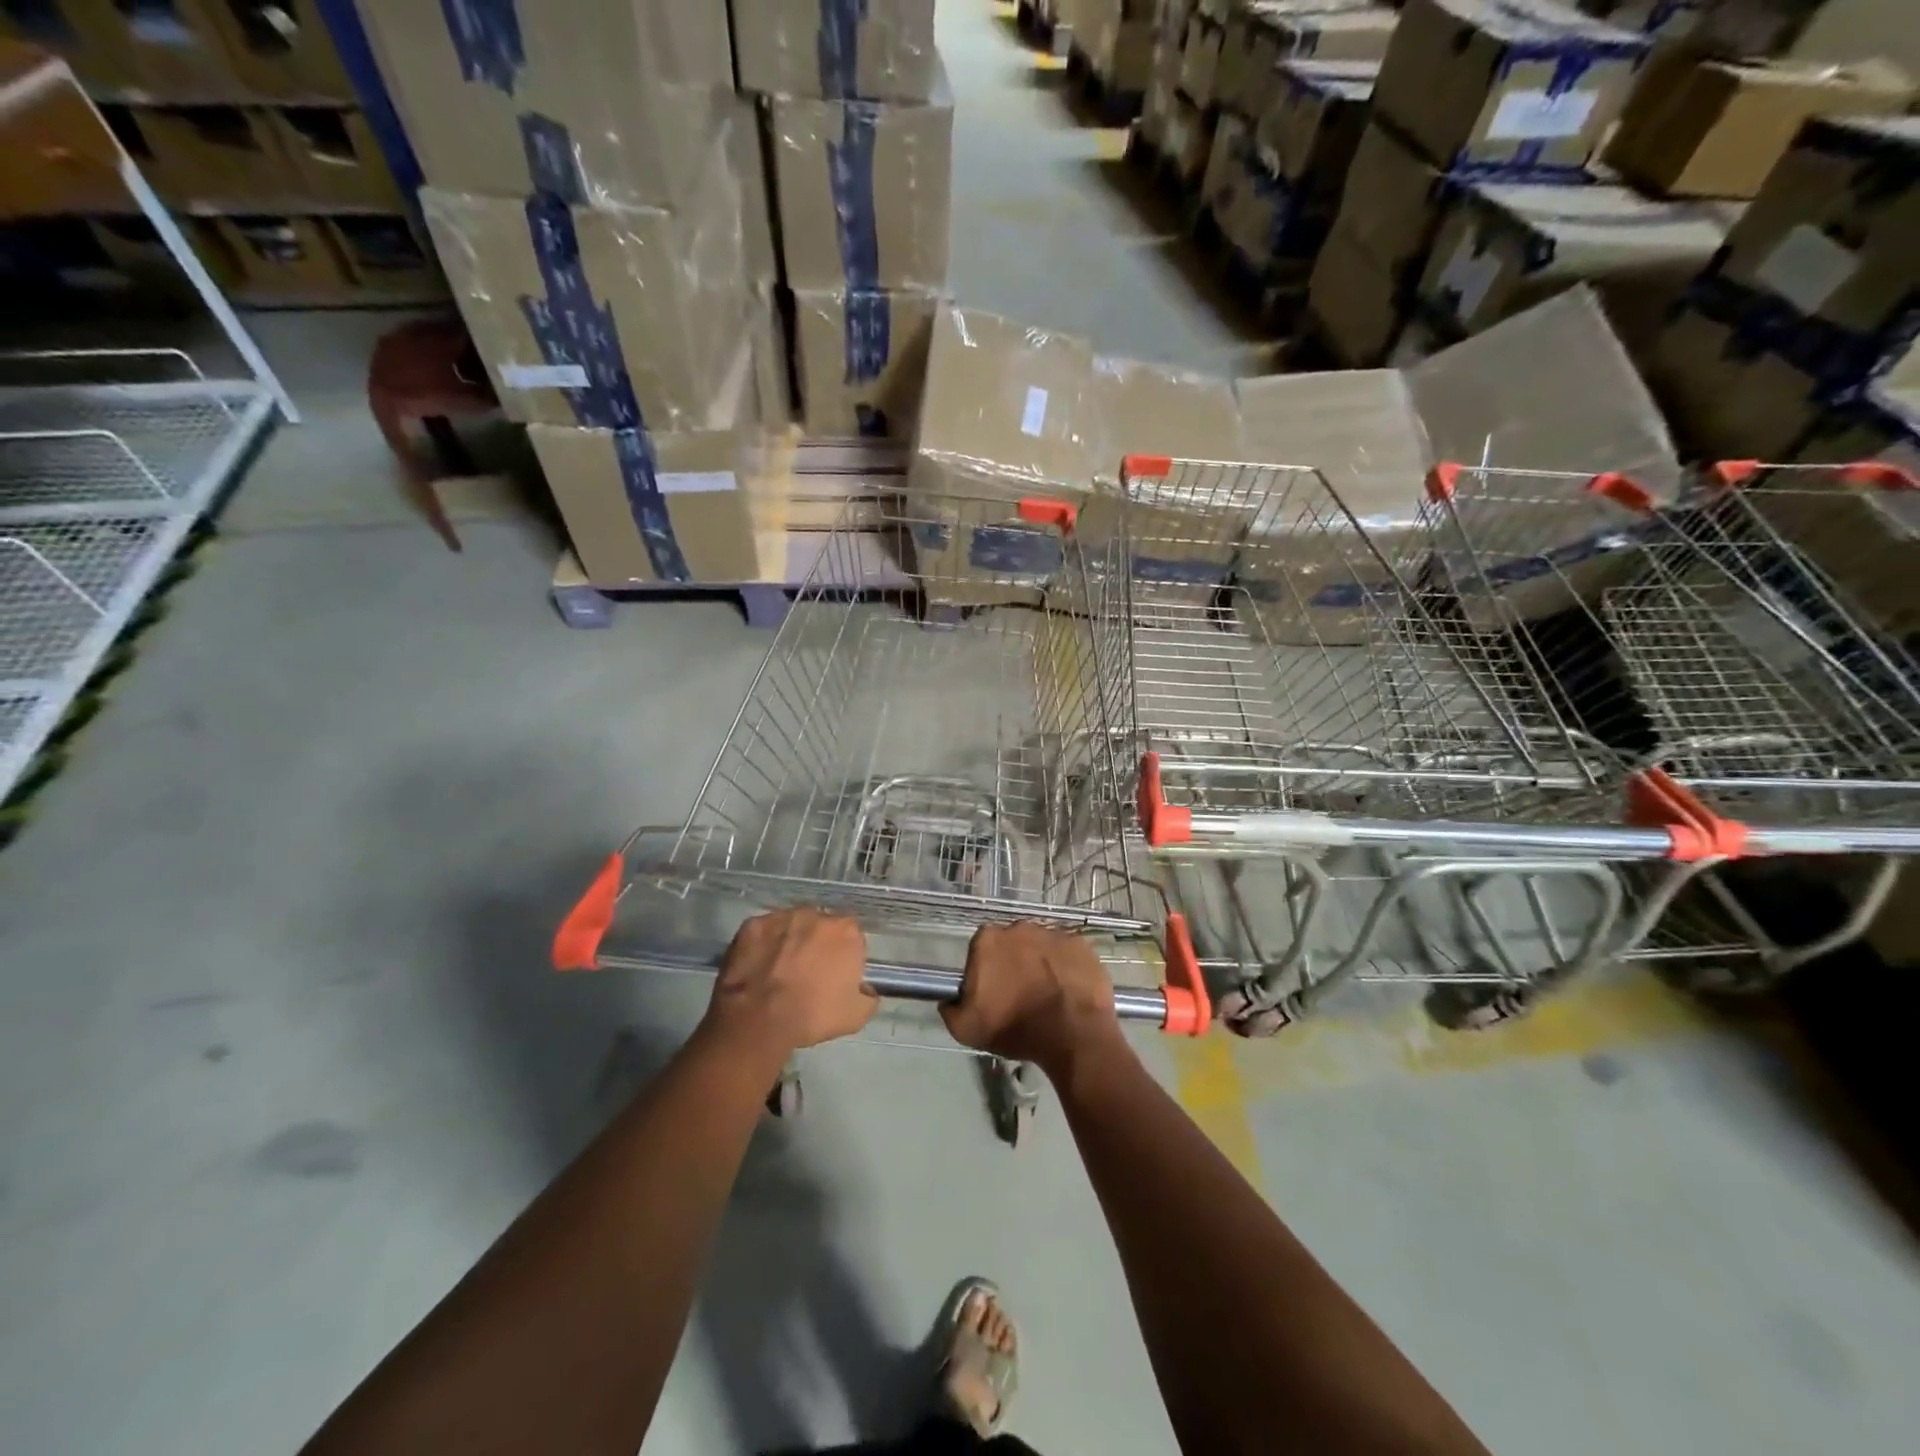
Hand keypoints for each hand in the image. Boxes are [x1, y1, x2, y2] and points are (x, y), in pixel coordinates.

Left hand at [706, 909, 875, 1055]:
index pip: (852, 935)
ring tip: (780, 968)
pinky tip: (759, 966)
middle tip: (808, 971)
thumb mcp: (856, 1016)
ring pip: (792, 925)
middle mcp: (816, 915)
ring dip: (791, 940)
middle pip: (822, 926)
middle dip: (818, 943)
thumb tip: (865, 990)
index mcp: (846, 932)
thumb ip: (868, 996)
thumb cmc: (812, 1015)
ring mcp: (782, 917)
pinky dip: (764, 944)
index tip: (836, 973)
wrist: (759, 1019)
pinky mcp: (753, 924)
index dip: (844, 954)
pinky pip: (764, 932)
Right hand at [941, 922, 1123, 1075]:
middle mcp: (1019, 926)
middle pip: (1012, 944)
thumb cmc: (1015, 1027)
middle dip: (1013, 963)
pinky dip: (1066, 967)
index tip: (992, 993)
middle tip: (1020, 994)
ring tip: (1048, 994)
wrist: (1072, 1033)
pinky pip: (1068, 953)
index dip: (985, 971)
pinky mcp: (1081, 943)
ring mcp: (1053, 932)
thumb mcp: (966, 1029)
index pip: (980, 950)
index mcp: (988, 939)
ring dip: (1040, 964)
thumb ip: (950, 1009)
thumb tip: (950, 1000)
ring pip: (1040, 946)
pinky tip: (1069, 990)